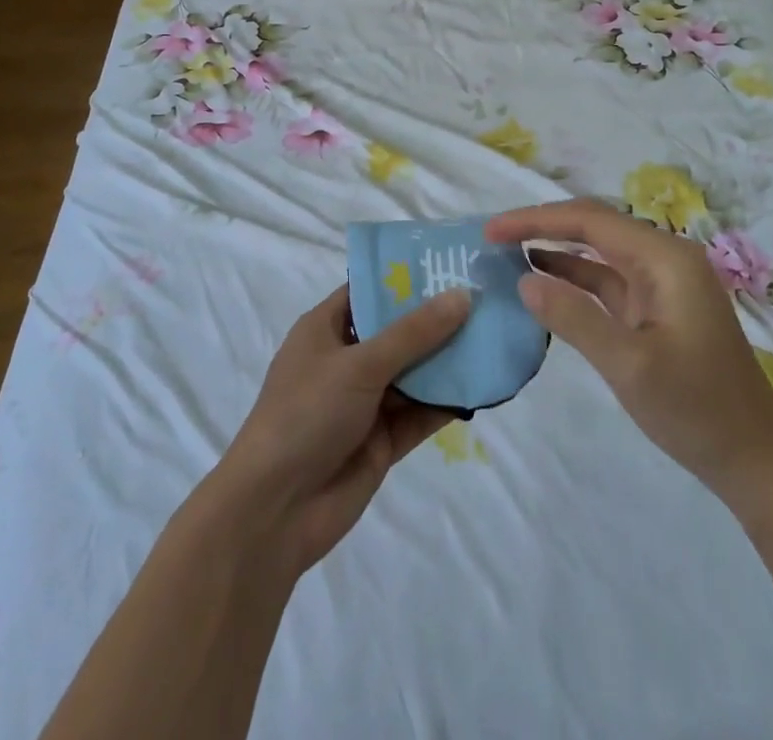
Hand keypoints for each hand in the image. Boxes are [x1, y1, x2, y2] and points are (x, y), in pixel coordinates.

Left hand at [216, 284, 471, 572]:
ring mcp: (365, 402)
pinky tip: (484, 386)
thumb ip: (413, 333)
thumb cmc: (307, 414)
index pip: (368, 291)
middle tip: (486, 296)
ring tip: (495, 335)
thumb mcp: (359, 364)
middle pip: (397, 331)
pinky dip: (448, 401)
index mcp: (325, 329)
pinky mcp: (382, 439)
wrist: (276, 510)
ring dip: (448, 359)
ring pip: (414, 372)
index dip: (405, 278)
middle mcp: (346, 360)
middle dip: (436, 318)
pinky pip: (420, 412)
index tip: (449, 262)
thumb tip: (462, 295)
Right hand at [487, 199, 772, 509]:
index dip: (535, 219)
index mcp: (665, 258)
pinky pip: (605, 279)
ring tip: (506, 252)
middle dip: (541, 226)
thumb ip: (574, 318)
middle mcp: (664, 258)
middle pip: (592, 226)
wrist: (755, 460)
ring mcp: (660, 282)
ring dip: (554, 248)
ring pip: (596, 251)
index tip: (490, 230)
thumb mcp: (629, 365)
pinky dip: (572, 277)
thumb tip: (523, 280)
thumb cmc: (697, 409)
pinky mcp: (655, 307)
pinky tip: (540, 279)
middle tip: (492, 237)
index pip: (588, 221)